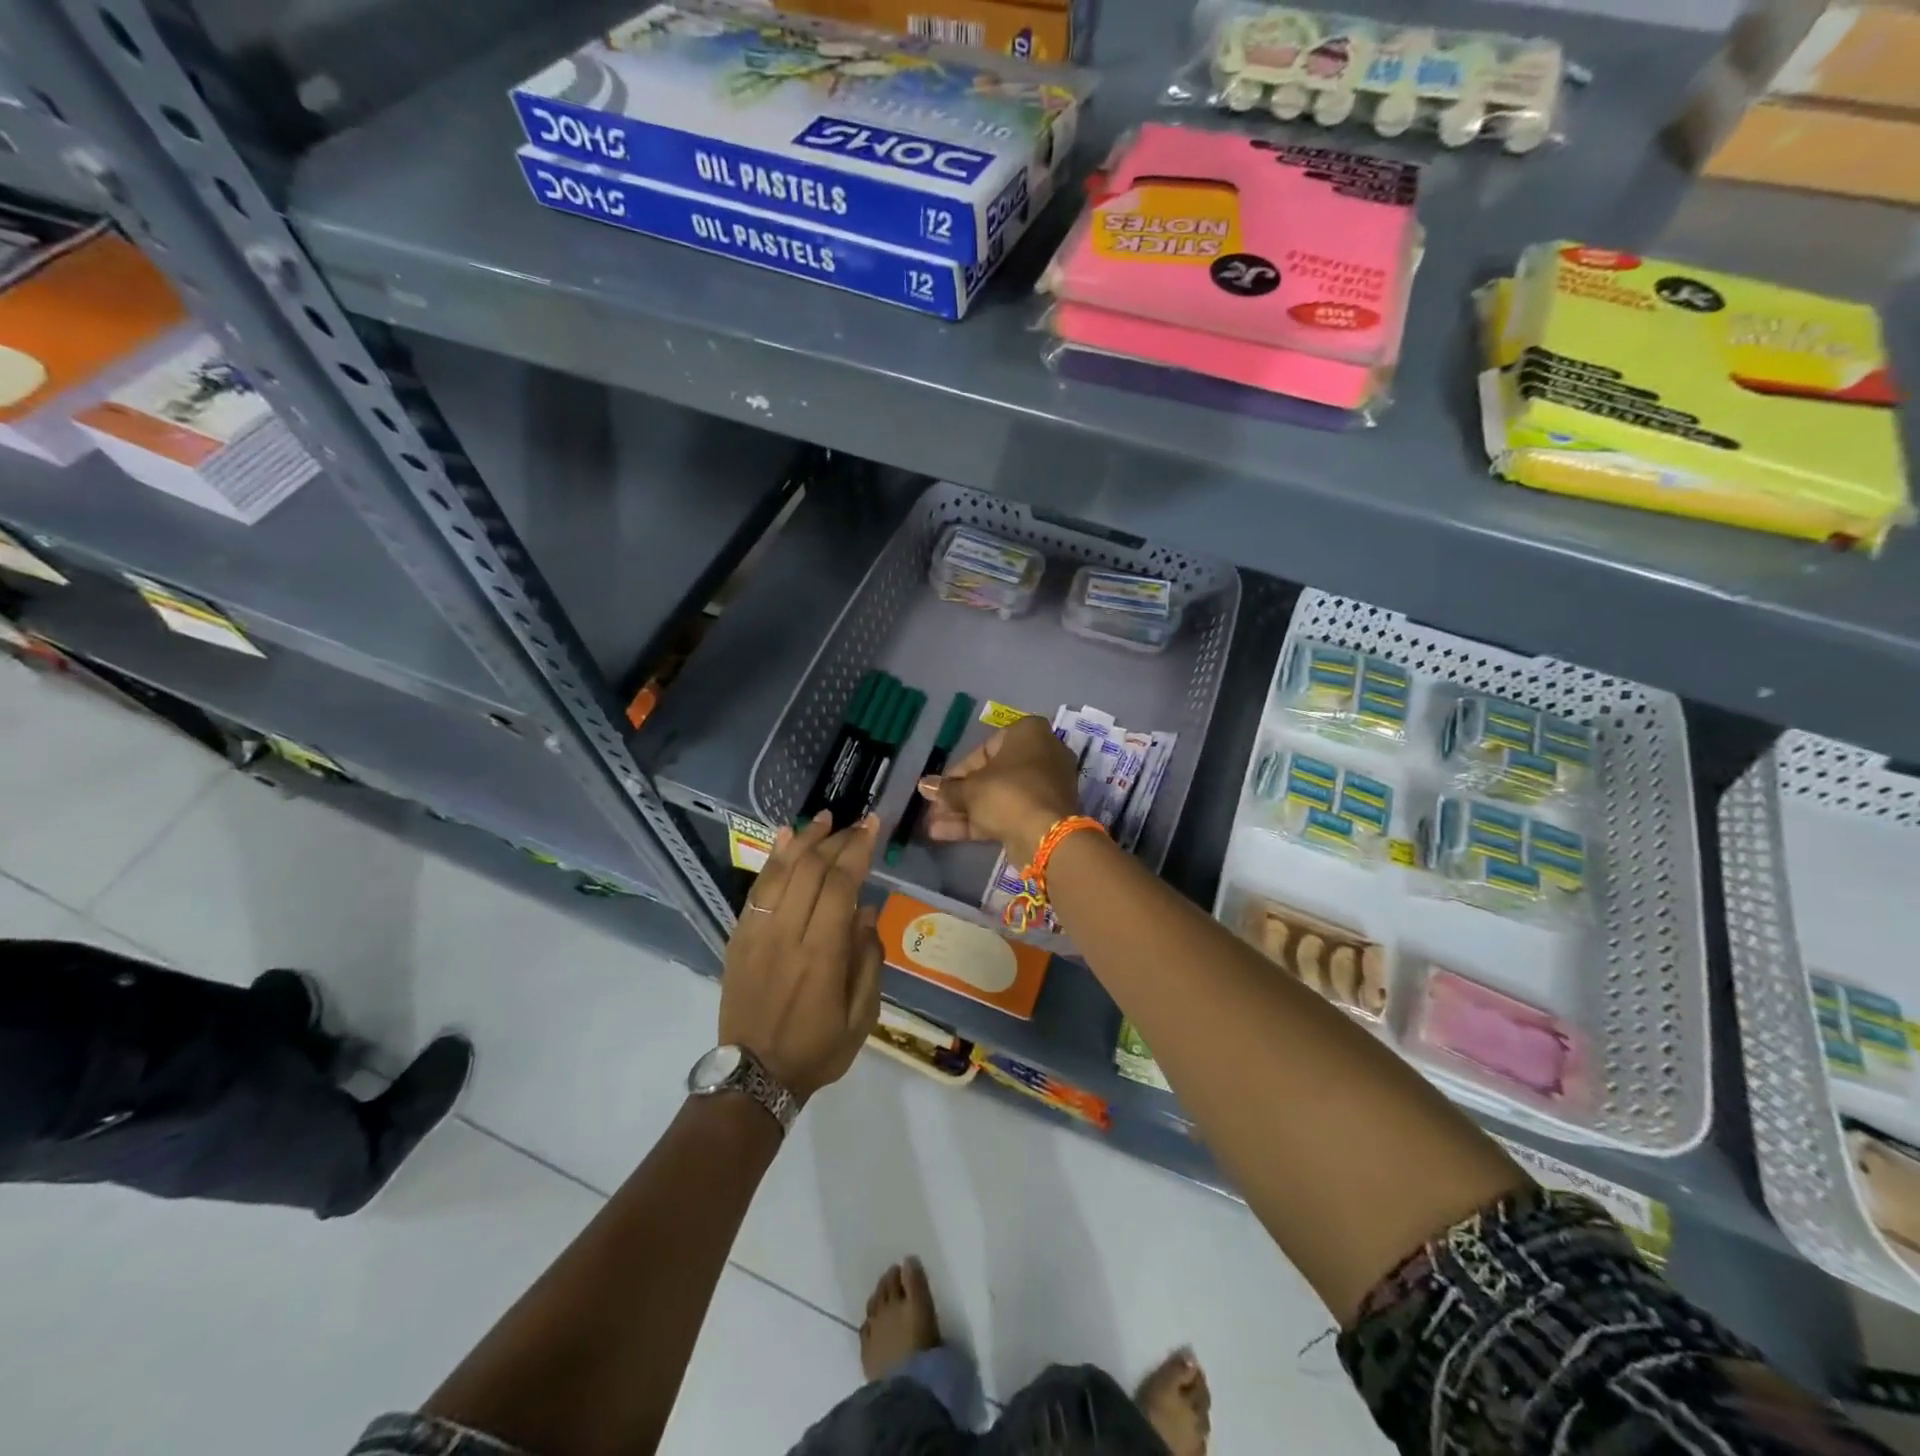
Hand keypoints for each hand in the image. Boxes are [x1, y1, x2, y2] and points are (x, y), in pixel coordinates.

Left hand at [720, 812, 883, 1100]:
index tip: (872, 825)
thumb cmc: (818, 1048)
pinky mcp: (738, 937)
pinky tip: (784, 838)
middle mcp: (787, 934)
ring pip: (780, 871)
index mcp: (822, 954)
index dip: (857, 849)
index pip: (841, 884)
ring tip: (822, 819)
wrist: (754, 1076)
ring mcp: (757, 933)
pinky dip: (772, 859)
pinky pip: (756, 888)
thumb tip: (866, 910)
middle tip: (855, 823)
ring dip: (803, 840)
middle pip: (811, 870)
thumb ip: (868, 959)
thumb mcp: (862, 1016)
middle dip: (836, 839)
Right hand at [916, 715, 1079, 863]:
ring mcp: (1045, 786)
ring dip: (965, 811)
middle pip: (991, 775)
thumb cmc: (1007, 793)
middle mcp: (1042, 754)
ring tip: (933, 825)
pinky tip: (945, 834)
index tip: (940, 788)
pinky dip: (981, 821)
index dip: (957, 772)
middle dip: (959, 795)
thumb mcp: (970, 789)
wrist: (1046, 835)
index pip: (985, 749)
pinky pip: (1009, 812)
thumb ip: (946, 788)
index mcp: (1028, 733)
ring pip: (998, 796)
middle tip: (934, 808)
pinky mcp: (1044, 813)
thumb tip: (924, 786)